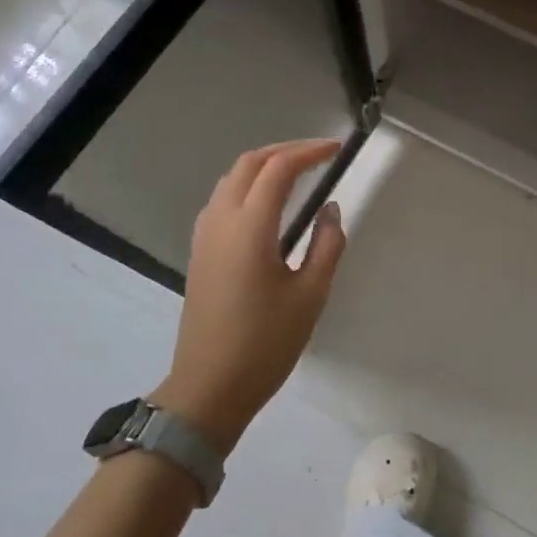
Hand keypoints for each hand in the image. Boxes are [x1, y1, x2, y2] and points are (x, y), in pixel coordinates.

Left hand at [152, 139, 347, 453]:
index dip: (309, 152)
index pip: (278, 169)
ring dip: (263, 164)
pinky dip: (247, 184)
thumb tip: (330, 209)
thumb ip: (327, 244)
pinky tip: (268, 203)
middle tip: (319, 154)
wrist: (209, 387)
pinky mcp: (200, 251)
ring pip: (231, 178)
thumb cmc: (266, 343)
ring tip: (297, 171)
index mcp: (250, 227)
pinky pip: (222, 199)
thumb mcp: (311, 295)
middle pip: (249, 163)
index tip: (337, 150)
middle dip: (285, 150)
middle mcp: (221, 220)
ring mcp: (205, 235)